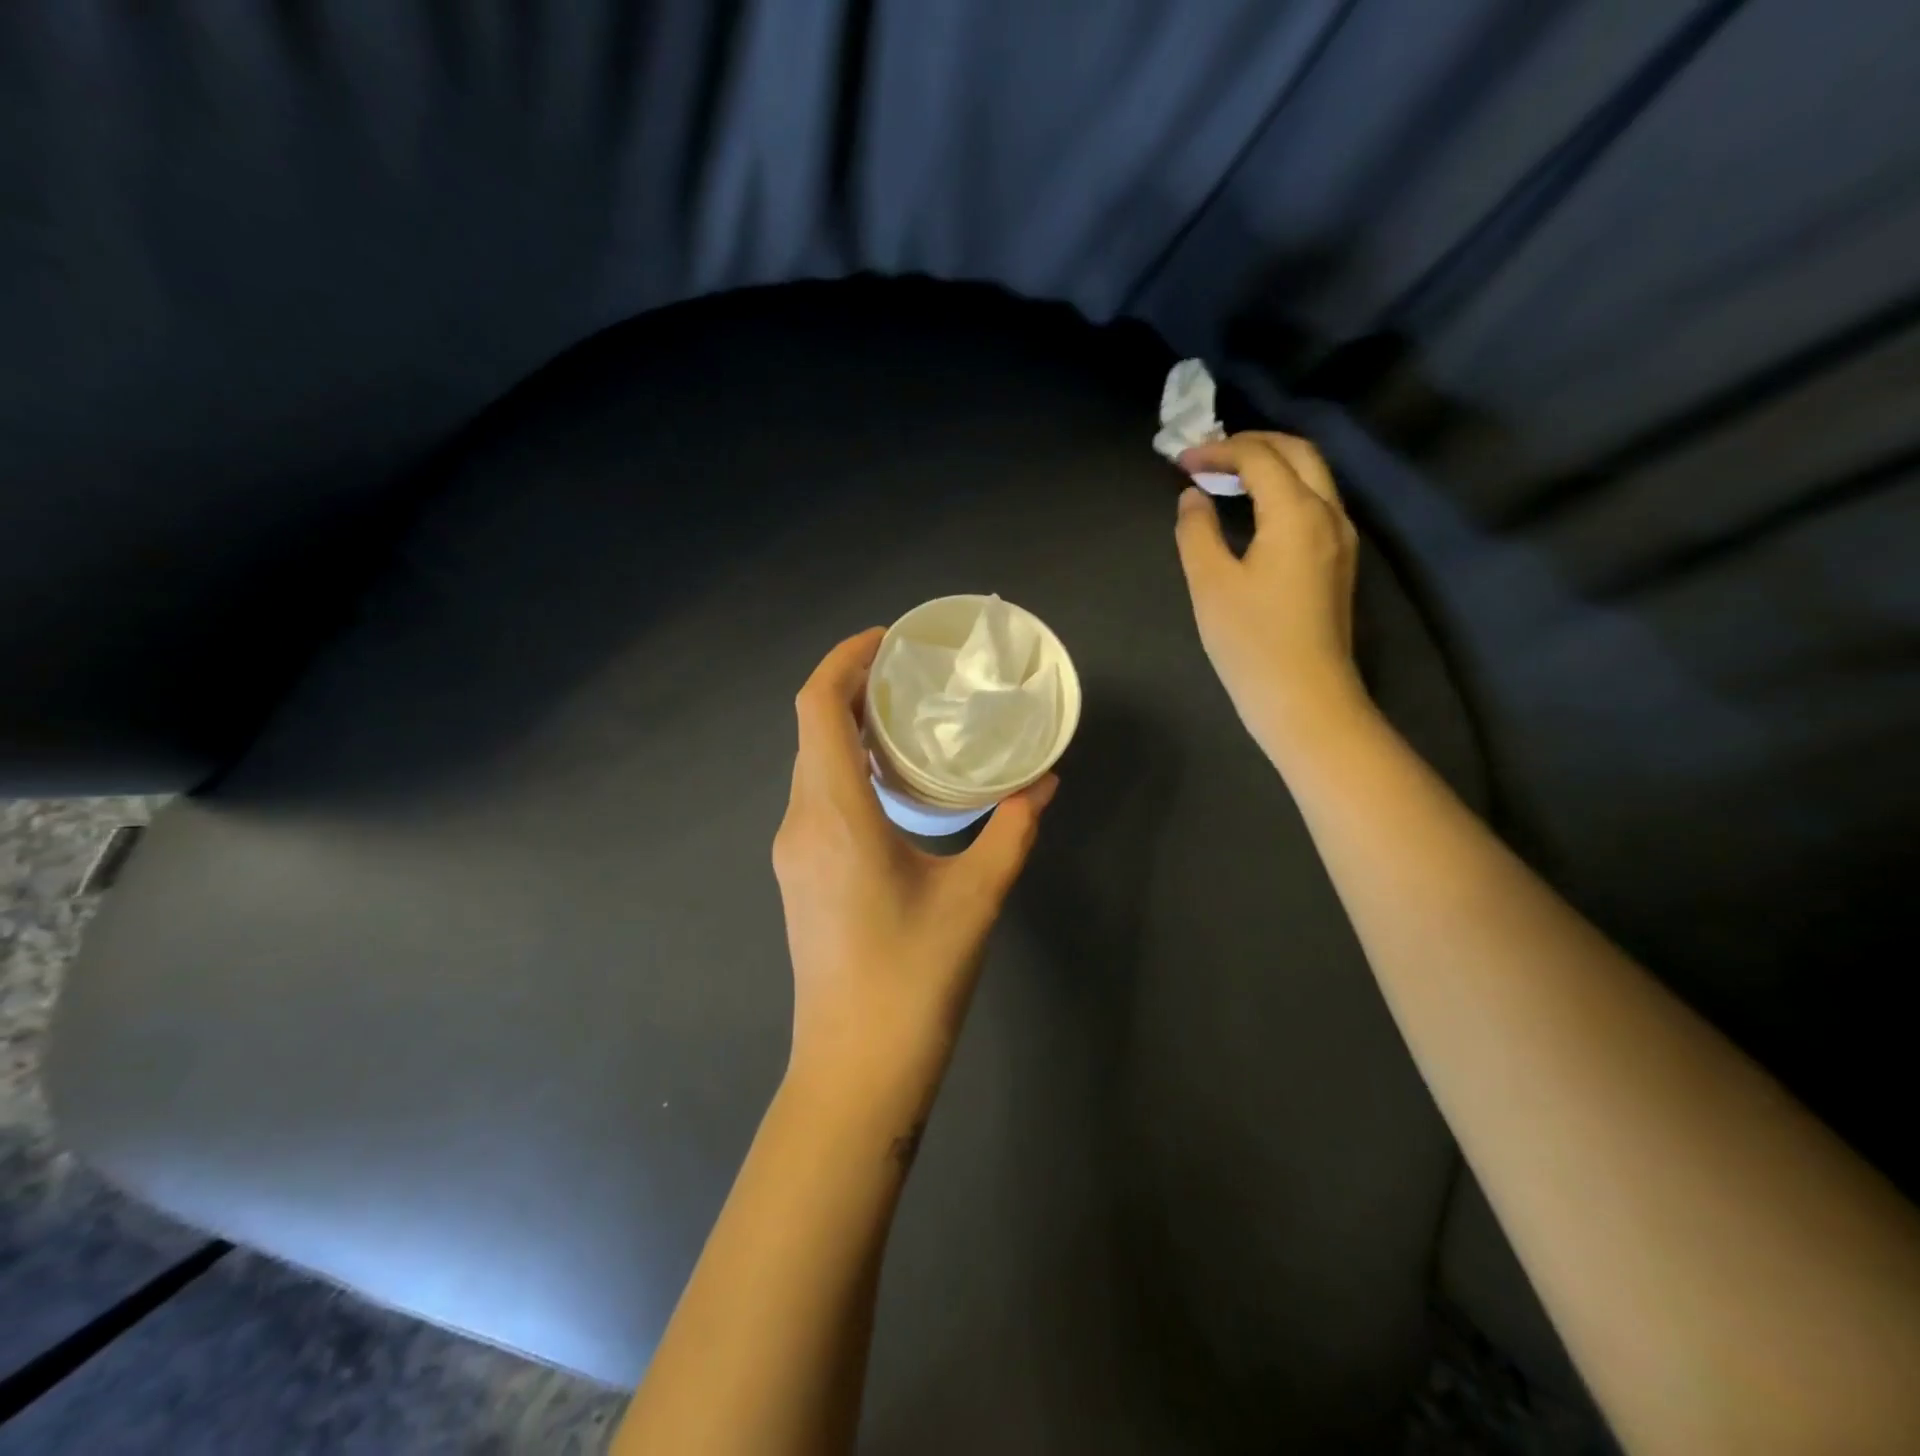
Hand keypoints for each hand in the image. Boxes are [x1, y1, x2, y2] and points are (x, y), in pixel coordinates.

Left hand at [772, 629, 1057, 1109]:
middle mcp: (801, 821)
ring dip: (849, 729)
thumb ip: (1014, 830)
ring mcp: (794, 851)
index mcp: (834, 814)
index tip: (889, 640)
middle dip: (854, 688)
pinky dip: (846, 767)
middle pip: (811, 728)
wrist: (854, 1068)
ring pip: (812, 763)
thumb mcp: (977, 897)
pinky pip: (816, 796)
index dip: (845, 659)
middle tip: (913, 674)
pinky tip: (892, 781)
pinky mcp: (800, 875)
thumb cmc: (914, 979)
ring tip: (908, 718)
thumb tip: (1044, 782)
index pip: (818, 707)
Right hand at [1175, 432, 1367, 762]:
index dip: (1218, 451)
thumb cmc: (1251, 641)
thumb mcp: (1210, 584)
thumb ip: (1197, 531)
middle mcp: (1329, 513)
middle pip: (1298, 452)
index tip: (1181, 460)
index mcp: (1297, 513)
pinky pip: (1315, 504)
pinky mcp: (1339, 562)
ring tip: (1228, 476)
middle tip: (1209, 454)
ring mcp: (1341, 538)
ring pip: (1313, 477)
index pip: (1259, 458)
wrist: (1305, 697)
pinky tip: (1256, 511)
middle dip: (1252, 443)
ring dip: (1272, 464)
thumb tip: (1193, 498)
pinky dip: (1284, 490)